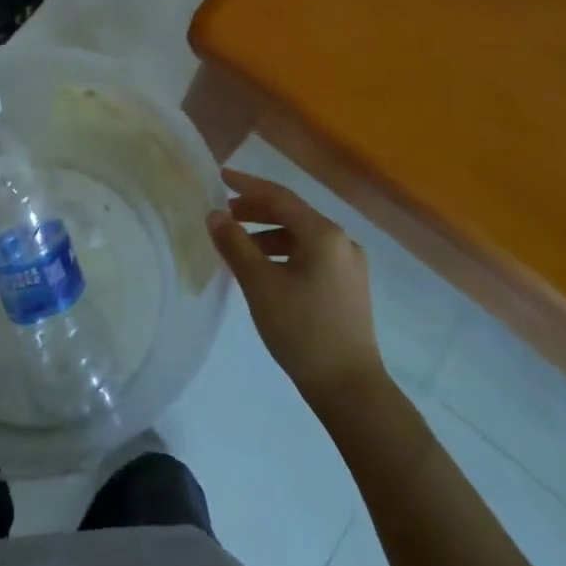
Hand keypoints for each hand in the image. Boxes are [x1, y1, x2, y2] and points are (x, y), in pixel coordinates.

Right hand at [207, 169, 384, 405]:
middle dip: (257, 211)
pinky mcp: (349, 287)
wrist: (350, 388)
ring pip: (302, 237)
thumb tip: (215, 215)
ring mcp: (350, 265)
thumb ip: (235, 245)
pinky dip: (285, 253)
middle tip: (226, 213)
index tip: (221, 177)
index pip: (279, 197)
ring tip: (240, 244)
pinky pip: (312, 256)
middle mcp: (342, 241)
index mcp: (324, 234)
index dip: (248, 185)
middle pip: (293, 214)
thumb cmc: (302, 330)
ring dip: (269, 234)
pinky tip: (267, 270)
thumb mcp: (260, 285)